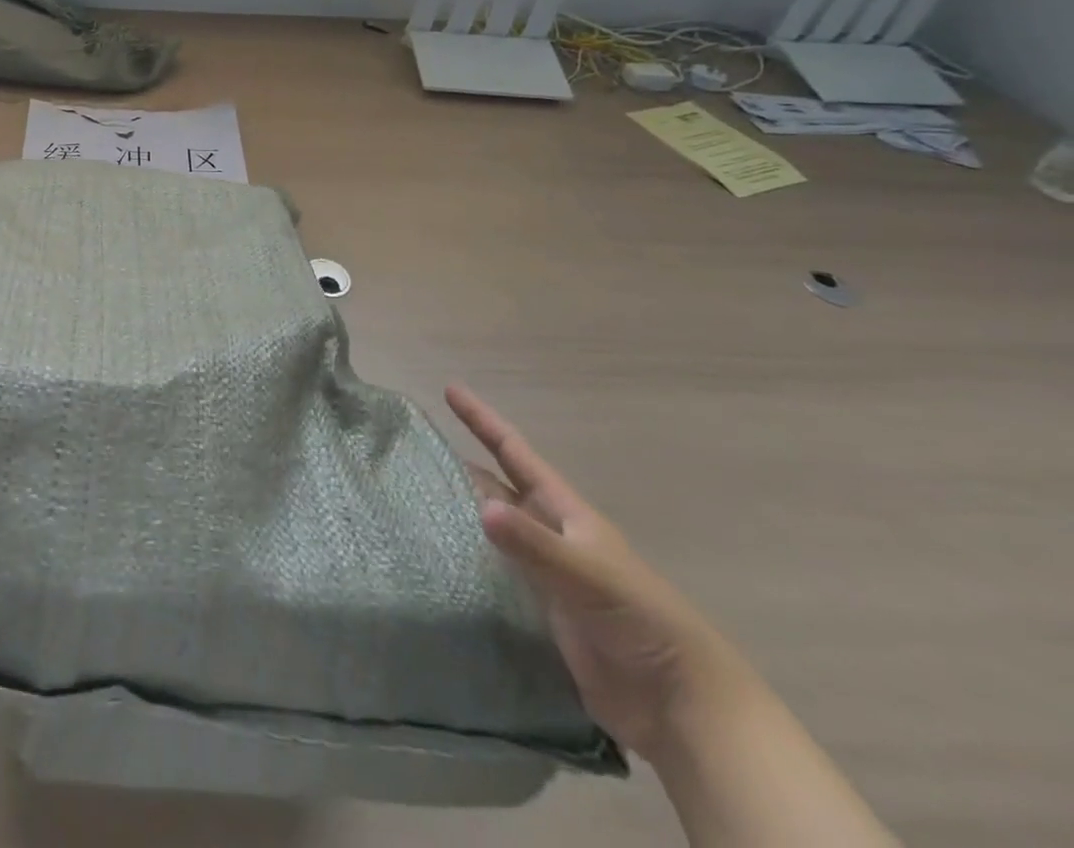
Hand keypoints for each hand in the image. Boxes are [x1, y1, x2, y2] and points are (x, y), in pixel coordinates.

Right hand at [446, 385, 753, 760]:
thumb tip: (481, 506)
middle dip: (465, 466)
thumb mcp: (588, 576)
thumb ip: (535, 544)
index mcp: (567, 514)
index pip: (515, 454)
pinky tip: (439, 558)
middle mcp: (552, 536)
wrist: (680, 706)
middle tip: (419, 450)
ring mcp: (545, 575)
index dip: (483, 421)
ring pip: (494, 530)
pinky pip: (495, 573)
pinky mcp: (540, 613)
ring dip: (462, 512)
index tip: (450, 389)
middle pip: (500, 488)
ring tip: (416, 498)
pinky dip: (468, 560)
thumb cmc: (641, 622)